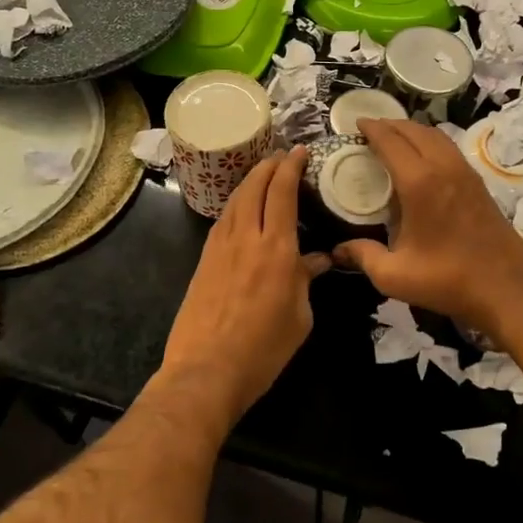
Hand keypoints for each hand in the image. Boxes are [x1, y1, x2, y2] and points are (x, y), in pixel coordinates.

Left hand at [159, 147, 330, 426]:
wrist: (206, 371)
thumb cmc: (263, 350)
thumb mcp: (299, 317)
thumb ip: (307, 280)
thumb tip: (318, 260)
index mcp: (277, 249)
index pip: (283, 192)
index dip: (291, 166)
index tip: (300, 151)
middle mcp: (247, 238)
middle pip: (254, 186)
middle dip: (269, 164)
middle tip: (281, 156)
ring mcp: (220, 247)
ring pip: (235, 199)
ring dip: (249, 180)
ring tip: (262, 174)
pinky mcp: (204, 260)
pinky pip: (222, 219)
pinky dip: (236, 203)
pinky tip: (241, 208)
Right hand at [334, 119, 522, 335]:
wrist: (508, 288)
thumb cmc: (448, 280)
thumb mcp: (395, 275)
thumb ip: (363, 257)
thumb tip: (338, 250)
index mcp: (420, 183)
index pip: (391, 142)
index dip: (372, 129)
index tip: (356, 122)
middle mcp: (443, 167)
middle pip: (414, 131)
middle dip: (390, 125)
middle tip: (370, 129)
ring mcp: (465, 172)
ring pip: (435, 136)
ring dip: (412, 130)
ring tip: (394, 138)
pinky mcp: (478, 182)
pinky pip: (449, 148)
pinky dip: (430, 141)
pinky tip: (422, 157)